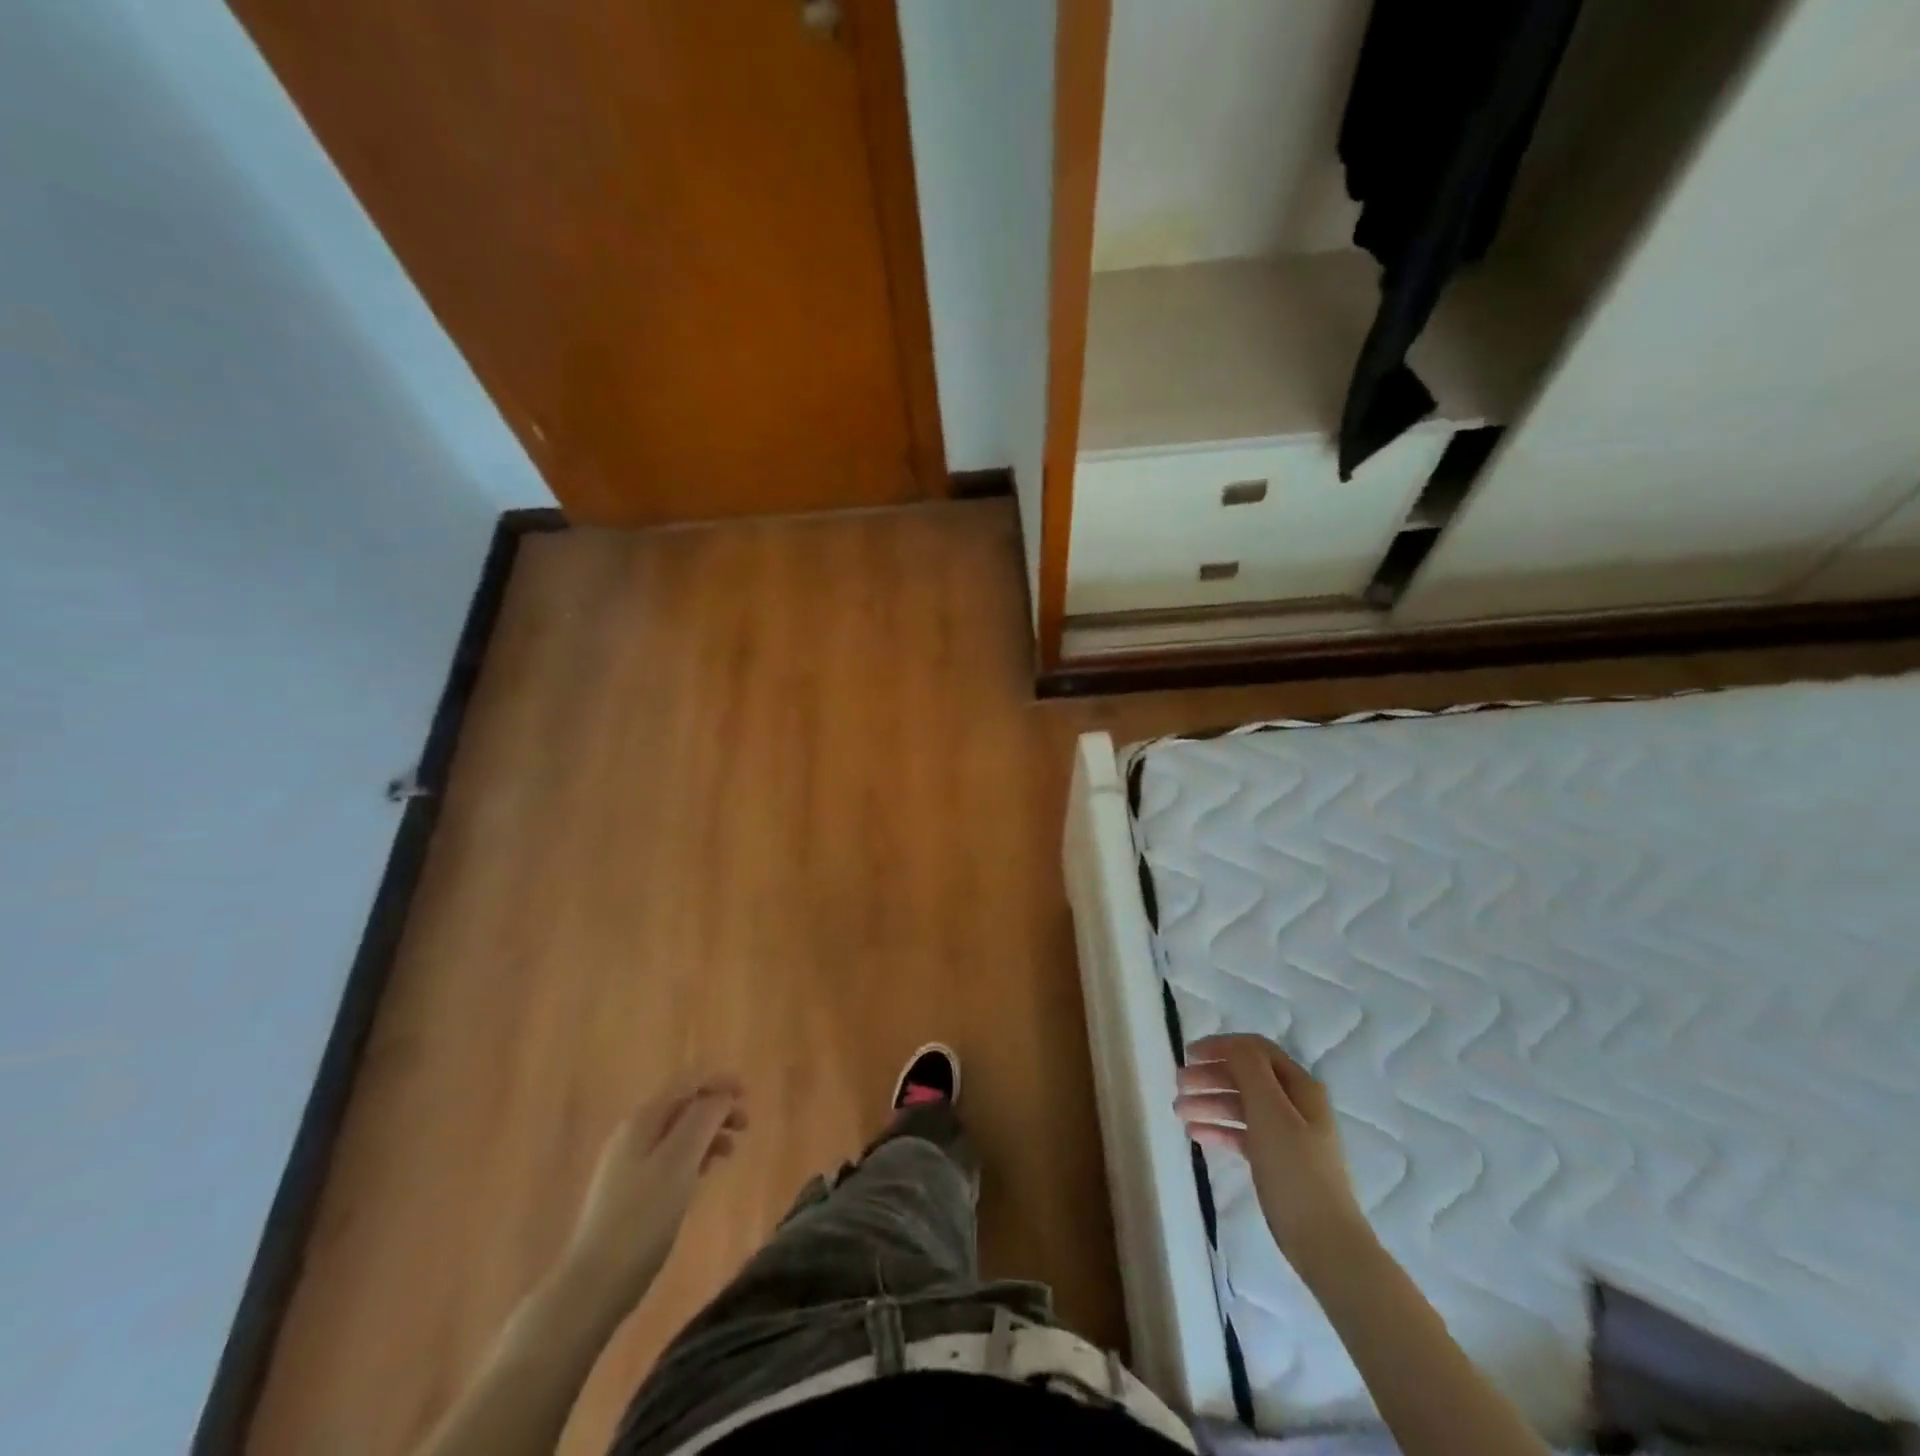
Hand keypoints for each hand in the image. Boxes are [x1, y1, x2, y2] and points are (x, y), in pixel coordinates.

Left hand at [562, 1073, 746, 1313]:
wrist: (593, 1285)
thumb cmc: (642, 1218)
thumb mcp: (679, 1161)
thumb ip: (703, 1119)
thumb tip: (721, 1095)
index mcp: (644, 1119)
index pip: (687, 1082)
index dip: (719, 1081)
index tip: (748, 1095)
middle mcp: (633, 1133)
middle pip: (682, 1105)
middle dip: (716, 1108)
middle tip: (745, 1127)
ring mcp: (627, 1163)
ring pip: (677, 1132)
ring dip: (708, 1133)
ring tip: (730, 1153)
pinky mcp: (629, 1191)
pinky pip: (669, 1157)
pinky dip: (693, 1156)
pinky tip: (703, 1175)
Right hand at [1175, 1034, 1370, 1278]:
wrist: (1326, 1245)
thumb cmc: (1295, 1171)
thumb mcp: (1270, 1112)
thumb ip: (1249, 1070)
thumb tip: (1230, 1045)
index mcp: (1300, 1087)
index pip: (1255, 1050)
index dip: (1221, 1047)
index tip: (1188, 1054)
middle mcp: (1296, 1104)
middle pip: (1246, 1077)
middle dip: (1210, 1076)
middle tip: (1178, 1085)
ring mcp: (1288, 1134)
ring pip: (1241, 1106)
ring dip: (1209, 1102)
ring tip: (1178, 1112)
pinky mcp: (1278, 1162)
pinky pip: (1243, 1134)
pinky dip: (1219, 1129)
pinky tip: (1196, 1135)